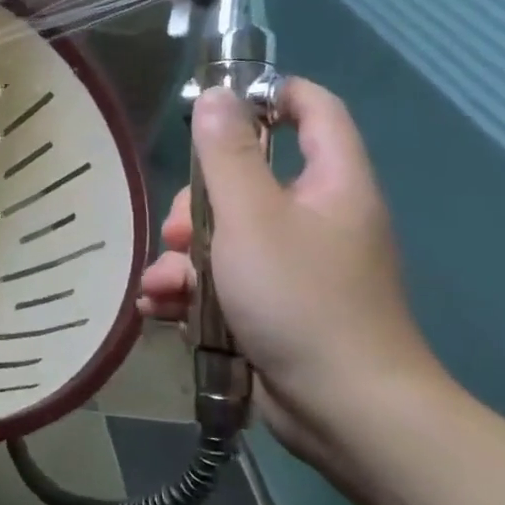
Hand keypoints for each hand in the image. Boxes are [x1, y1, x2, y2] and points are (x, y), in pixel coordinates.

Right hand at [138, 79, 444, 463]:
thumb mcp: (251, 217)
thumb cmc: (300, 299)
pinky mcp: (271, 306)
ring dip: (181, 259)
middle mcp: (316, 219)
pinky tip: (161, 310)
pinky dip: (189, 292)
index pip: (315, 111)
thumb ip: (227, 154)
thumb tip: (217, 96)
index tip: (216, 102)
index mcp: (331, 185)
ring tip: (162, 288)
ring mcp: (293, 266)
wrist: (343, 410)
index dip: (270, 94)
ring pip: (222, 237)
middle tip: (178, 230)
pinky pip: (221, 281)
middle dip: (196, 204)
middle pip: (246, 182)